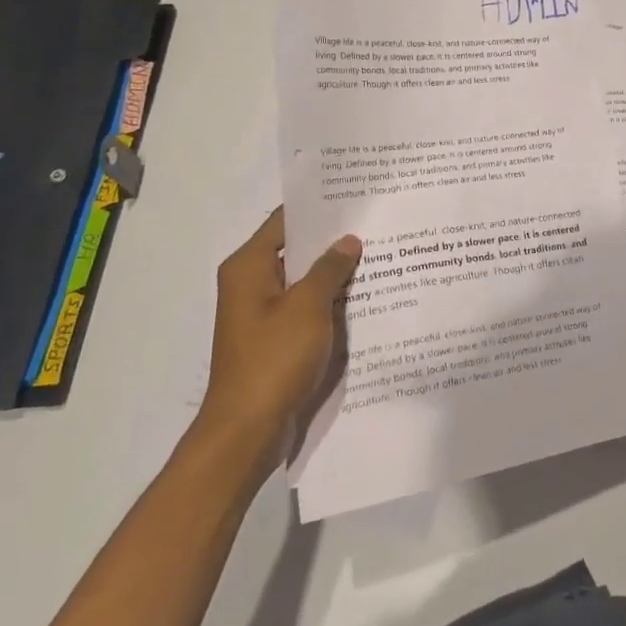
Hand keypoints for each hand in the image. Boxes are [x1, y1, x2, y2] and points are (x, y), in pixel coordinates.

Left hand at [194, 207, 361, 473]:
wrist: (247, 429)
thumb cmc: (273, 359)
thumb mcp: (307, 307)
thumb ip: (329, 269)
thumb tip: (347, 241)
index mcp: (247, 267)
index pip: (285, 221)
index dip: (318, 208)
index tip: (354, 195)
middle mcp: (250, 284)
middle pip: (295, 249)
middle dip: (332, 240)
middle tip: (375, 223)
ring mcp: (262, 313)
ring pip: (303, 280)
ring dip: (334, 272)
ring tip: (378, 254)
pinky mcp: (275, 338)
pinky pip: (305, 307)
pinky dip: (329, 300)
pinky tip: (364, 296)